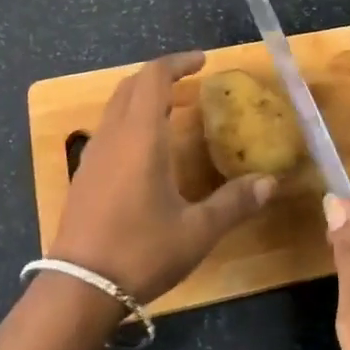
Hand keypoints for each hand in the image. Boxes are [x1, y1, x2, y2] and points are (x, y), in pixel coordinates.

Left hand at [52, 51, 276, 304]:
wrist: (79, 288)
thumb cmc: (140, 251)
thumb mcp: (196, 231)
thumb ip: (234, 203)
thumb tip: (270, 182)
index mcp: (140, 135)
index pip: (154, 76)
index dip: (178, 62)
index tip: (203, 61)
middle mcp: (113, 134)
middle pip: (131, 84)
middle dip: (161, 75)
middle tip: (190, 82)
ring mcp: (93, 153)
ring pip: (116, 105)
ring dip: (143, 96)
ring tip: (172, 110)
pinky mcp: (84, 173)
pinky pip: (108, 128)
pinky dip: (130, 119)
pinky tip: (147, 148)